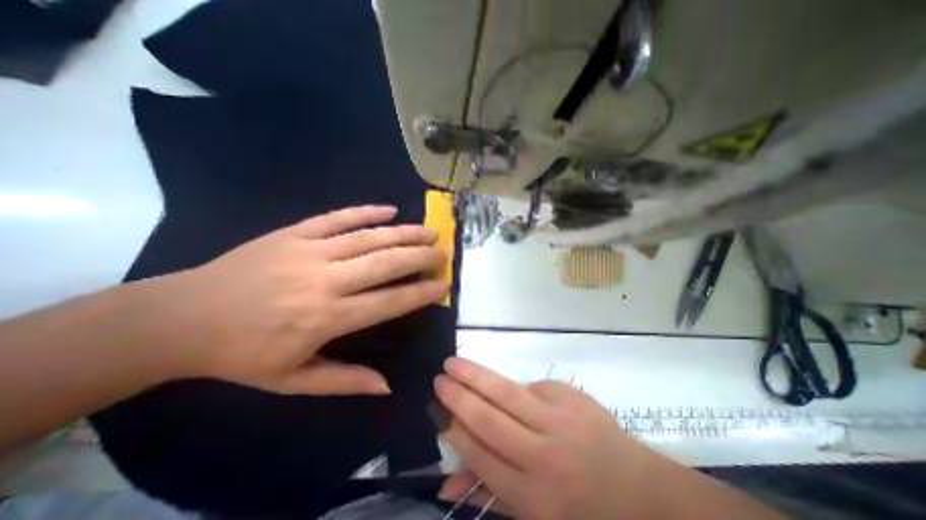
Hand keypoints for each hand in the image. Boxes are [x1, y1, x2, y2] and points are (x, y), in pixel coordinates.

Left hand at [136, 206, 447, 394]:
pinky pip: (337, 217)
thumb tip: (386, 386)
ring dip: (403, 233)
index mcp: (325, 318)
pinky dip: (366, 211)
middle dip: (420, 257)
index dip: (420, 293)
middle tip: (442, 253)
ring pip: (368, 238)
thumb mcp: (292, 381)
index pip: (389, 302)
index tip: (443, 285)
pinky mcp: (293, 233)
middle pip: (385, 264)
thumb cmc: (242, 355)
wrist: (181, 318)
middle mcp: (324, 281)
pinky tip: (389, 209)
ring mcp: (308, 251)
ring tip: (428, 231)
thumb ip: (344, 382)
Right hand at [434, 357, 666, 519]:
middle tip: (439, 379)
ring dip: (474, 375)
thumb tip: (447, 484)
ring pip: (505, 393)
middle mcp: (542, 457)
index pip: (480, 455)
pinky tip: (504, 385)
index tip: (439, 412)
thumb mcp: (534, 516)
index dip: (455, 430)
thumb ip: (490, 495)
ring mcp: (559, 421)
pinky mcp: (570, 397)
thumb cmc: (581, 510)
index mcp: (532, 496)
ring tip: (452, 363)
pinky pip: (532, 386)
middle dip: (458, 397)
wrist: (639, 490)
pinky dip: (514, 386)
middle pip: (488, 419)